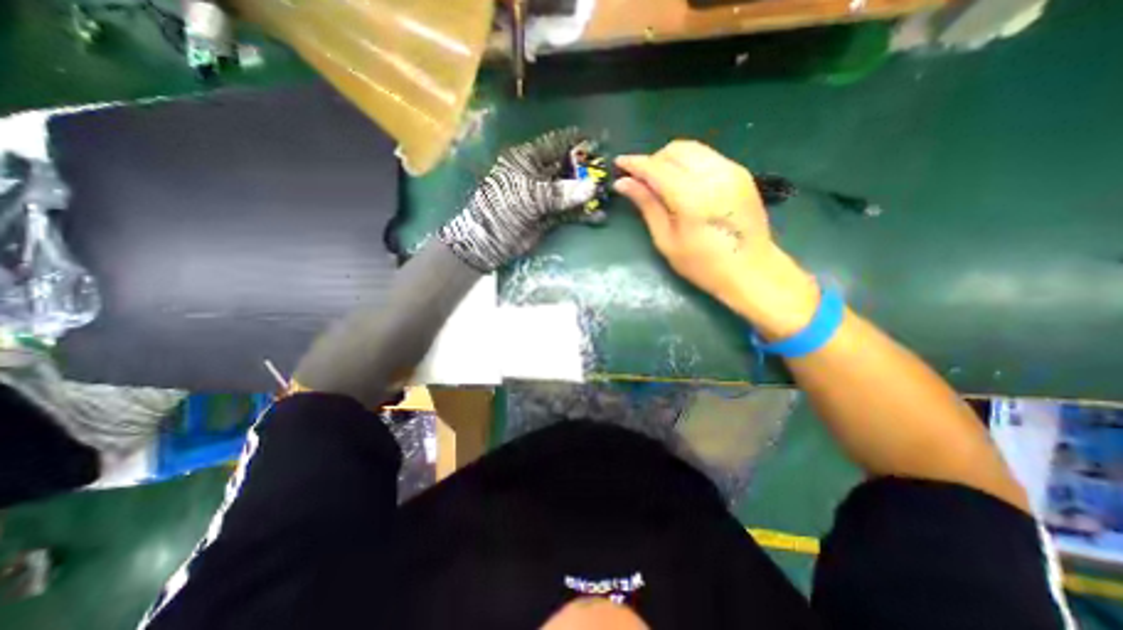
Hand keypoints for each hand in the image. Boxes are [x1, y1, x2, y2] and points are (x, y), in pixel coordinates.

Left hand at [435, 128, 595, 271]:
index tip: (599, 138)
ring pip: (570, 190)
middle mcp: (537, 174)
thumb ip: (560, 192)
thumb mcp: (529, 197)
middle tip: (609, 171)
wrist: (488, 242)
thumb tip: (591, 188)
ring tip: (608, 194)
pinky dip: (582, 214)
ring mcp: (543, 196)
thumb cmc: (501, 210)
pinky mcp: (548, 216)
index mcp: (527, 160)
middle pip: (566, 167)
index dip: (577, 140)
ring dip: (587, 193)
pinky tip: (599, 216)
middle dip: (587, 169)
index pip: (556, 143)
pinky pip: (569, 212)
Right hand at [614, 141, 817, 340]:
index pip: (656, 167)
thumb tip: (623, 183)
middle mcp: (713, 175)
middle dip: (653, 160)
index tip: (619, 164)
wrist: (751, 270)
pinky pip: (706, 156)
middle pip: (675, 150)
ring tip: (661, 182)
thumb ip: (647, 206)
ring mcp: (731, 170)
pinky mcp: (740, 173)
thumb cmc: (702, 265)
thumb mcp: (666, 240)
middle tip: (641, 181)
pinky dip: (688, 163)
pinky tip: (683, 184)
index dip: (635, 163)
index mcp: (691, 197)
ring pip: (692, 149)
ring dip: (670, 159)